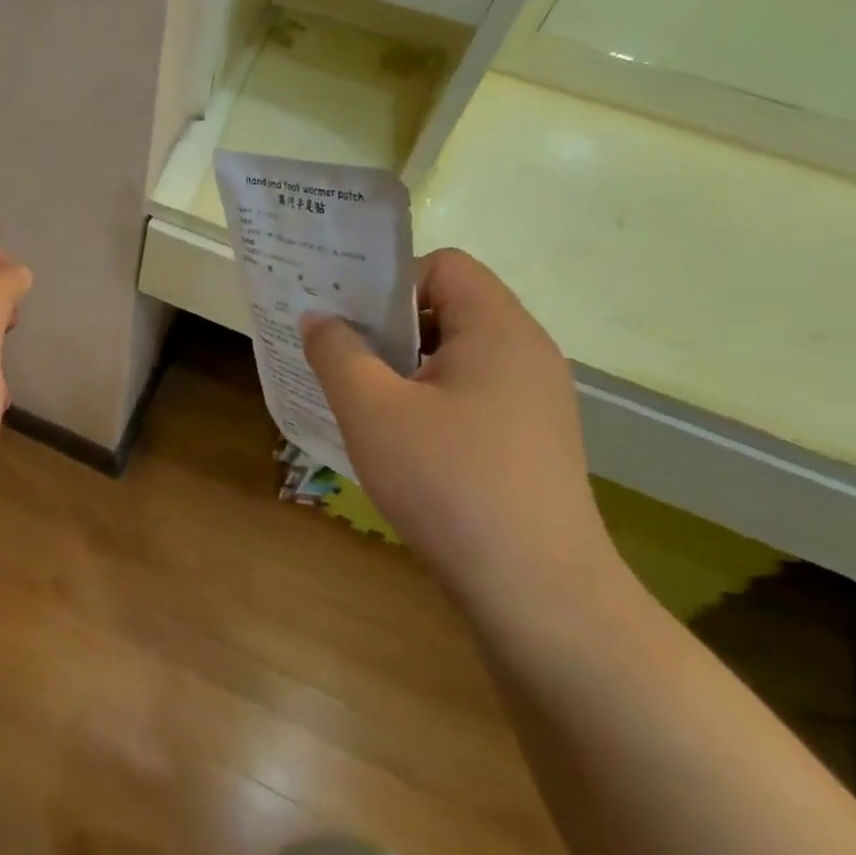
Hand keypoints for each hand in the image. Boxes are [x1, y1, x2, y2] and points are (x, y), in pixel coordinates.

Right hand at [300, 248, 610, 602]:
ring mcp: (536, 400)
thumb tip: (319, 317)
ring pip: (457, 357)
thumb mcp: (372, 411)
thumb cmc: (448, 482)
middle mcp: (527, 352)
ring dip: (405, 371)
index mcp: (498, 328)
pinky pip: (472, 396)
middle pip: (450, 309)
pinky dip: (430, 404)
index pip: (444, 266)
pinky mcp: (532, 440)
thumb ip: (337, 353)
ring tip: (365, 408)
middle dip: (389, 329)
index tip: (351, 326)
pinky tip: (403, 447)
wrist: (535, 588)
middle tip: (343, 363)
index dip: (390, 284)